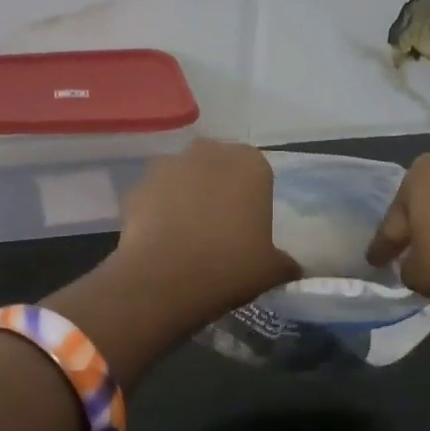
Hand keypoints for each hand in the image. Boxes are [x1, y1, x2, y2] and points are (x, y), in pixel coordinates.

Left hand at [114, 140, 299, 320]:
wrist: (166, 277)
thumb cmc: (231, 265)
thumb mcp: (271, 269)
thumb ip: (284, 262)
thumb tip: (292, 267)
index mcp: (250, 164)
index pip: (256, 172)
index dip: (250, 198)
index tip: (247, 225)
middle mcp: (209, 152)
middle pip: (216, 167)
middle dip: (216, 188)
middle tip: (217, 227)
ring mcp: (168, 165)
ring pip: (182, 178)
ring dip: (184, 196)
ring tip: (185, 236)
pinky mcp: (137, 186)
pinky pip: (153, 197)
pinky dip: (155, 212)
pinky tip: (159, 242)